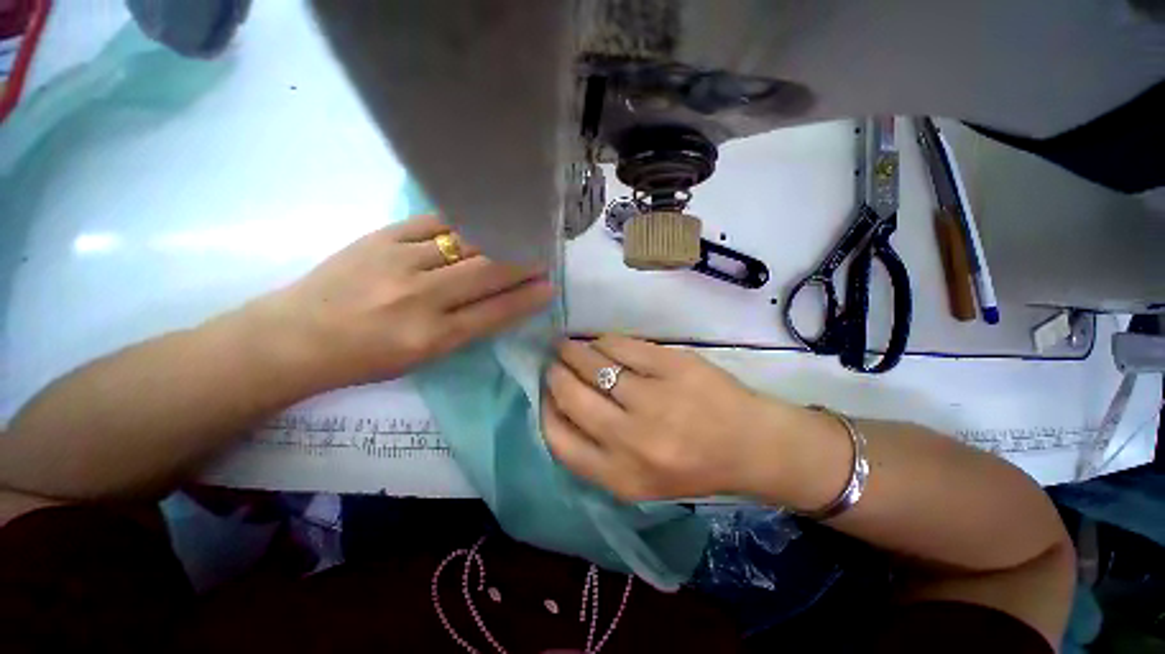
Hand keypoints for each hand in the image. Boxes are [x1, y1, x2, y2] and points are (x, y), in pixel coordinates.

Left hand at [247, 215, 552, 389]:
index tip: (550, 286)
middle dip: (522, 263)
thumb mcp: (423, 357)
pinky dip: (464, 220)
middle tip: (544, 254)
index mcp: (433, 337)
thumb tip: (501, 300)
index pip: (496, 313)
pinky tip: (482, 217)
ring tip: (521, 233)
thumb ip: (465, 328)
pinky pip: (435, 222)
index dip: (527, 298)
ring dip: (500, 238)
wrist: (294, 337)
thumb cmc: (364, 359)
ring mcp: (399, 262)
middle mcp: (421, 299)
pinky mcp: (381, 237)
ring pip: (466, 243)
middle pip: (487, 273)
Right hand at [542, 336, 798, 501]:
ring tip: (568, 346)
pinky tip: (601, 343)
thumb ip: (594, 451)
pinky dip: (604, 341)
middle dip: (555, 373)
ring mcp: (654, 398)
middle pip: (571, 394)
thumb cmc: (691, 466)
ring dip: (573, 351)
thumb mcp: (636, 481)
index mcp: (620, 476)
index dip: (545, 410)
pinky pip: (621, 345)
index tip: (546, 393)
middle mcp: (632, 439)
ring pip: (593, 363)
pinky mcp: (672, 365)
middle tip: (554, 363)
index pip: (558, 439)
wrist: (751, 445)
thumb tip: (558, 404)